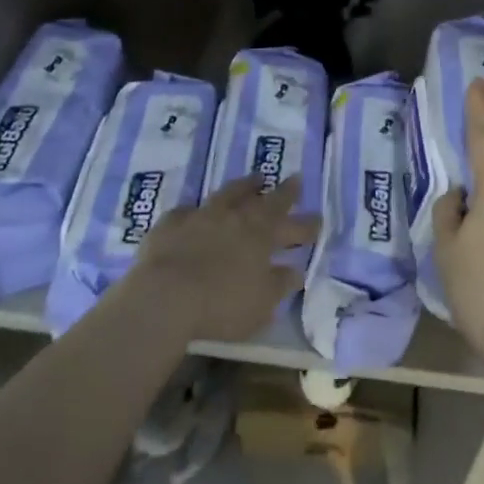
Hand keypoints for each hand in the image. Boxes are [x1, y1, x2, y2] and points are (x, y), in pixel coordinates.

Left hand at [126, 175, 318, 341]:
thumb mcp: (260, 303)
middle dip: (283, 191)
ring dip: (244, 186)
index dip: (306, 221)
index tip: (318, 217)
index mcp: (261, 235)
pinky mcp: (171, 223)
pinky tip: (194, 212)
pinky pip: (187, 211)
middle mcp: (235, 216)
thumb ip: (279, 285)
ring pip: (229, 193)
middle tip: (295, 179)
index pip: (291, 223)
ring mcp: (202, 215)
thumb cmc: (220, 305)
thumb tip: (295, 270)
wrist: (164, 296)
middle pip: (264, 199)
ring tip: (254, 179)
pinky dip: (196, 211)